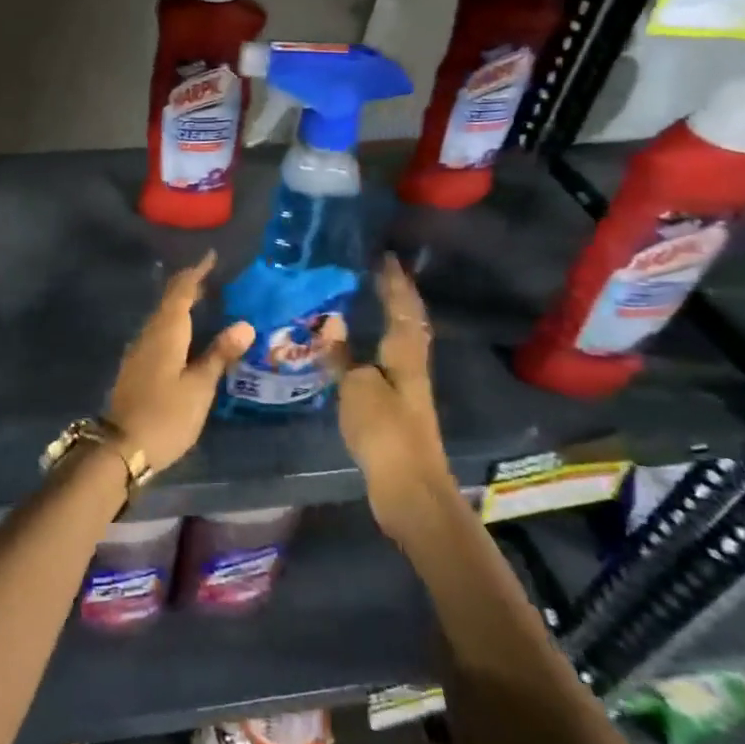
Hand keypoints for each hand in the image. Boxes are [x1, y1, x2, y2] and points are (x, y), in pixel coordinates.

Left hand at [107, 253, 255, 473]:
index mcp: (165, 332)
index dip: (196, 273)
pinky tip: (186, 335)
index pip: (181, 292)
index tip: (211, 256)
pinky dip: (174, 324)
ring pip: (161, 317)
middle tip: (213, 277)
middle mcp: (148, 334)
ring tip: (204, 300)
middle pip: (169, 301)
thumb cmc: (166, 415)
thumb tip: (244, 323)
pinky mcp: (136, 367)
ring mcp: (138, 350)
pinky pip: (158, 333)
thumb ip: (219, 354)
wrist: (121, 447)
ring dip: (180, 305)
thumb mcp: (199, 387)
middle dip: (189, 286)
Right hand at [338, 256, 449, 532]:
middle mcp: (411, 364)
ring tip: (374, 299)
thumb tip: (332, 322)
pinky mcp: (398, 406)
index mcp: (404, 354)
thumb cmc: (384, 431)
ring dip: (393, 317)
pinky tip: (365, 347)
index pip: (401, 307)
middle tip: (383, 272)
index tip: (384, 256)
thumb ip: (343, 354)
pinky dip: (381, 342)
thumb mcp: (357, 388)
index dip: (393, 282)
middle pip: (410, 321)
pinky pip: (390, 360)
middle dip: (399, 295)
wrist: (409, 487)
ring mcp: (408, 387)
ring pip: (403, 340)